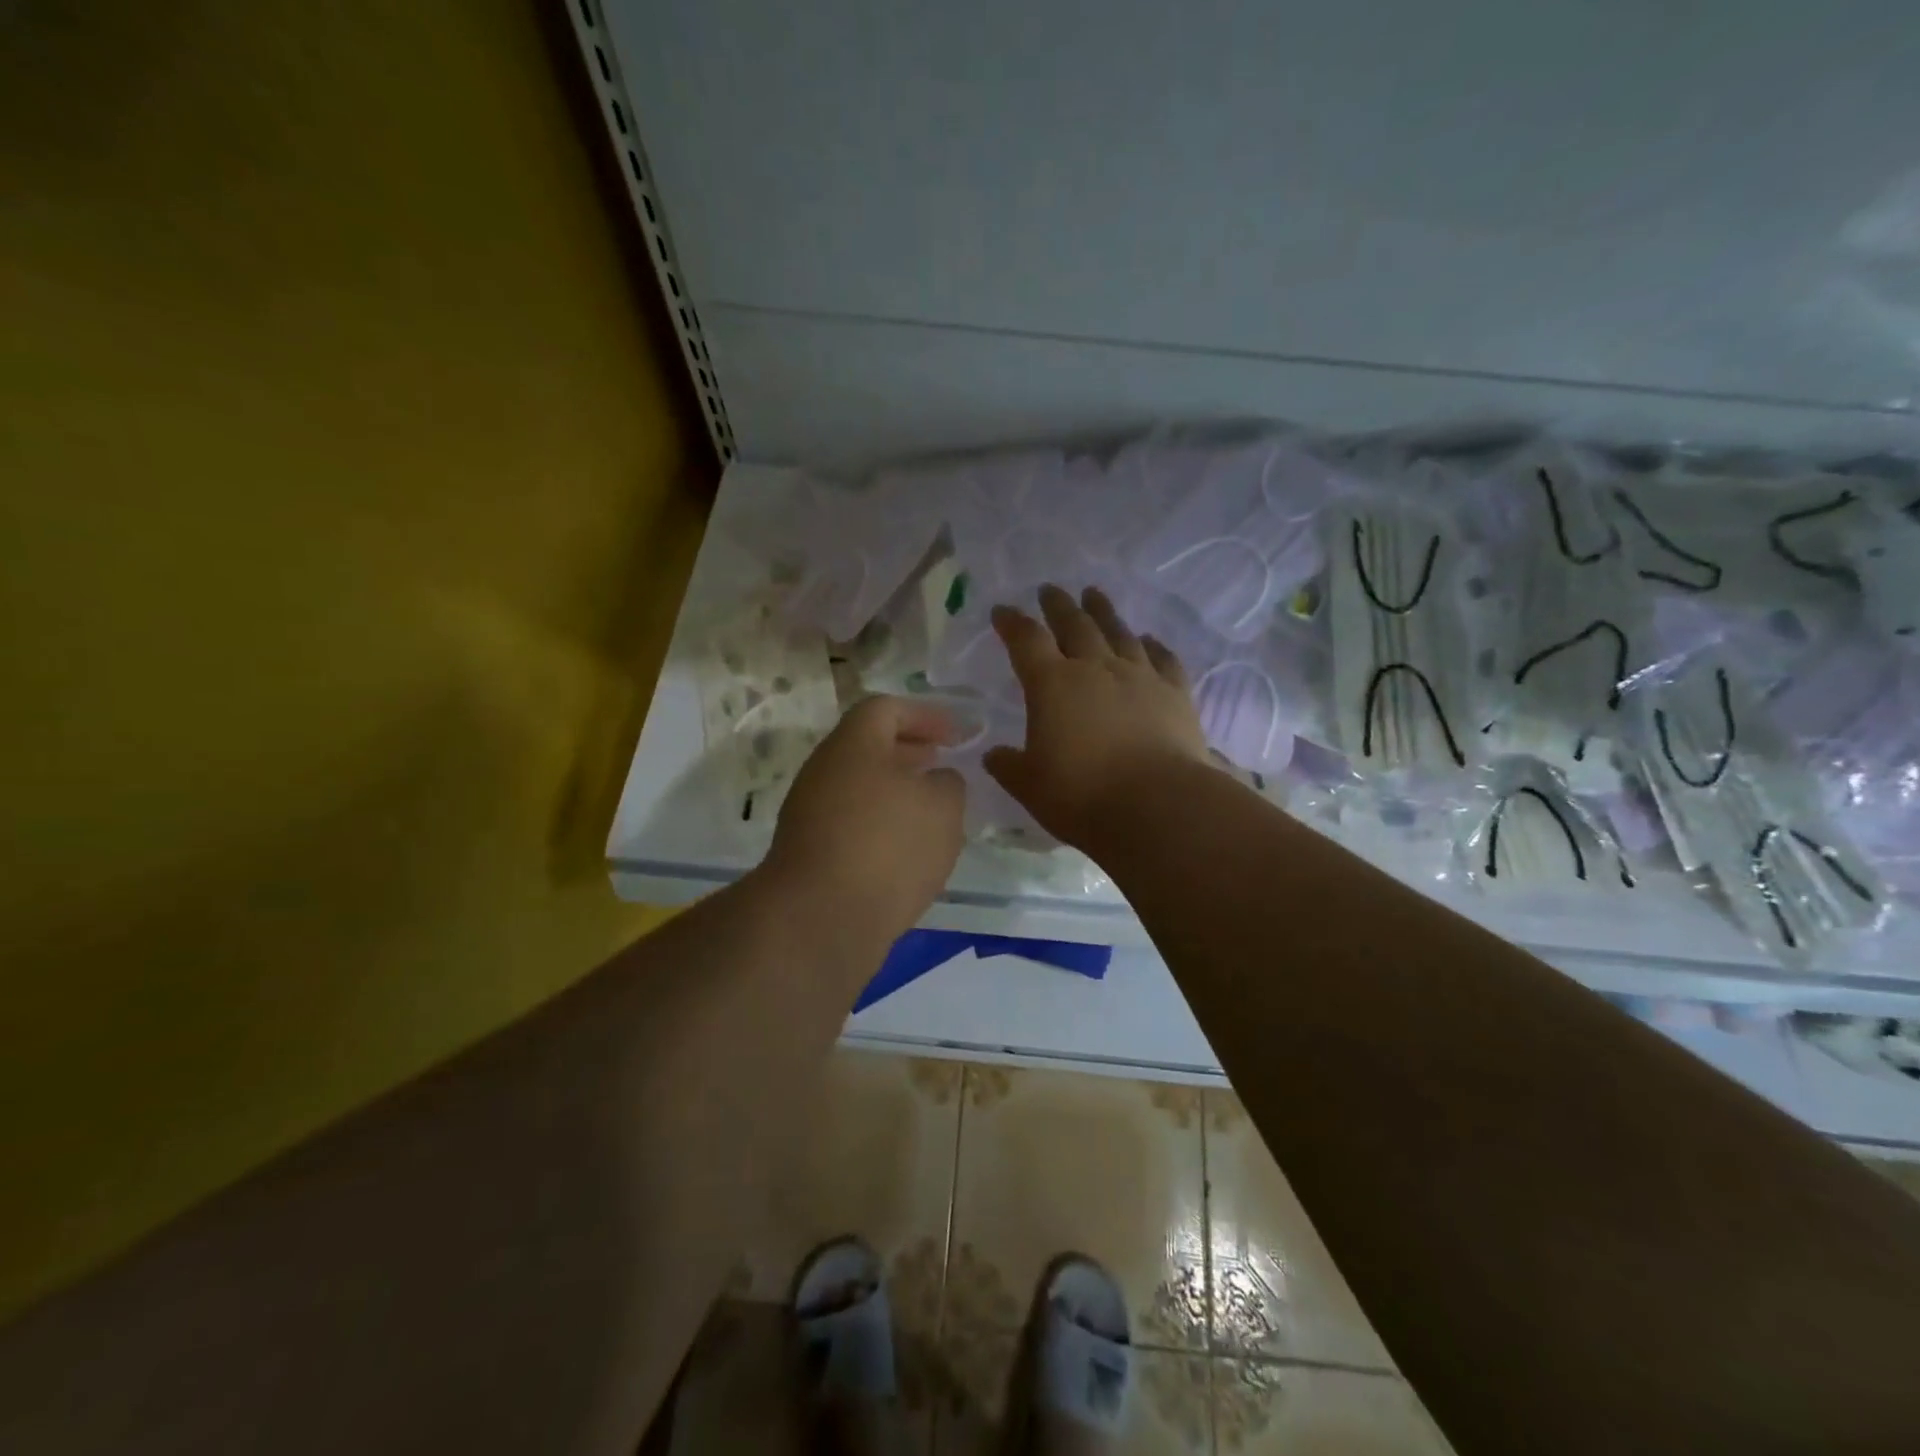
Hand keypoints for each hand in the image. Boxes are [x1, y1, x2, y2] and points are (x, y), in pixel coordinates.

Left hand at [766, 695, 966, 945]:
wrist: (821, 918)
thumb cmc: (888, 846)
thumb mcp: (942, 806)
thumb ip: (948, 783)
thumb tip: (936, 781)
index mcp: (853, 744)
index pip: (886, 709)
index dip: (925, 715)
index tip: (956, 735)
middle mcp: (825, 770)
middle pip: (869, 747)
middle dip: (910, 753)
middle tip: (943, 765)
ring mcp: (811, 812)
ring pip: (861, 787)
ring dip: (897, 792)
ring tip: (932, 812)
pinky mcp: (810, 852)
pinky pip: (852, 823)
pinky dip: (881, 825)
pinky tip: (908, 851)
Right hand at [985, 584, 1211, 848]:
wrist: (1157, 806)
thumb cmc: (1082, 796)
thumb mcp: (1030, 786)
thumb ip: (1009, 766)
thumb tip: (994, 755)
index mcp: (1052, 684)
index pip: (1026, 641)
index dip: (1012, 623)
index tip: (1002, 611)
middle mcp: (1095, 668)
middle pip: (1074, 624)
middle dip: (1058, 605)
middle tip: (1050, 590)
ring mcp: (1139, 676)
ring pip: (1118, 632)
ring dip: (1103, 612)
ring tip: (1094, 596)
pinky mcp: (1175, 693)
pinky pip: (1163, 658)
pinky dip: (1153, 645)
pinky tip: (1149, 639)